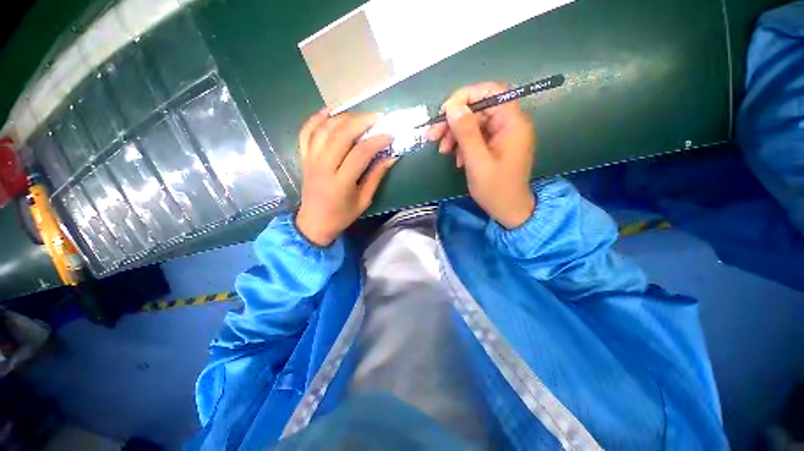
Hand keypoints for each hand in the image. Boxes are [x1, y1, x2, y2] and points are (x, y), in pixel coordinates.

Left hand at [296, 109, 396, 246]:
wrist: (314, 222)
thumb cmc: (342, 215)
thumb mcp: (364, 200)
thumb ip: (376, 177)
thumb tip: (391, 157)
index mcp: (341, 182)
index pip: (360, 153)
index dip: (376, 141)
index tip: (390, 135)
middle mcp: (323, 167)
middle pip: (340, 135)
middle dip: (360, 121)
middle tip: (376, 117)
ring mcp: (311, 160)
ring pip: (324, 130)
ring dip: (342, 117)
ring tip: (358, 115)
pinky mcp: (303, 158)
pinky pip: (306, 133)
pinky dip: (316, 119)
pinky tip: (328, 111)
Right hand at [426, 82, 536, 228]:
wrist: (508, 210)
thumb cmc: (495, 189)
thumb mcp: (477, 162)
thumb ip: (466, 133)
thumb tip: (453, 106)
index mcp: (512, 123)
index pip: (491, 92)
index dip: (465, 96)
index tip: (444, 112)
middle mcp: (509, 123)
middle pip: (478, 109)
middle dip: (454, 121)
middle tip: (433, 135)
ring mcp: (502, 135)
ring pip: (474, 123)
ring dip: (455, 134)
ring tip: (442, 150)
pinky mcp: (496, 145)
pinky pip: (476, 136)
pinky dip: (462, 144)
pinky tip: (456, 159)